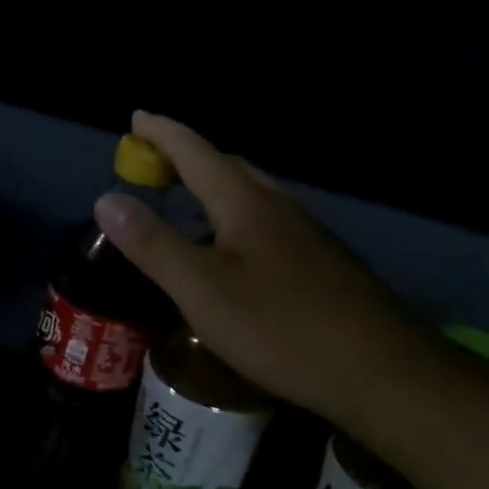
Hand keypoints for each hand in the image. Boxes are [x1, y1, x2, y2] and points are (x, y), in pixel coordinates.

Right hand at [93, 112, 423, 425]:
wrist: (381, 372)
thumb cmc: (279, 327)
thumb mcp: (200, 289)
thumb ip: (153, 244)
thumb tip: (108, 199)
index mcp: (246, 205)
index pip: (196, 153)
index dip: (163, 133)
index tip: (136, 117)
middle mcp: (279, 208)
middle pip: (229, 167)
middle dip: (188, 156)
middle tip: (155, 164)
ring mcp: (307, 236)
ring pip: (253, 195)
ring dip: (215, 187)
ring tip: (187, 202)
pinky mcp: (322, 265)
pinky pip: (268, 223)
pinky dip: (236, 217)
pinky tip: (233, 252)